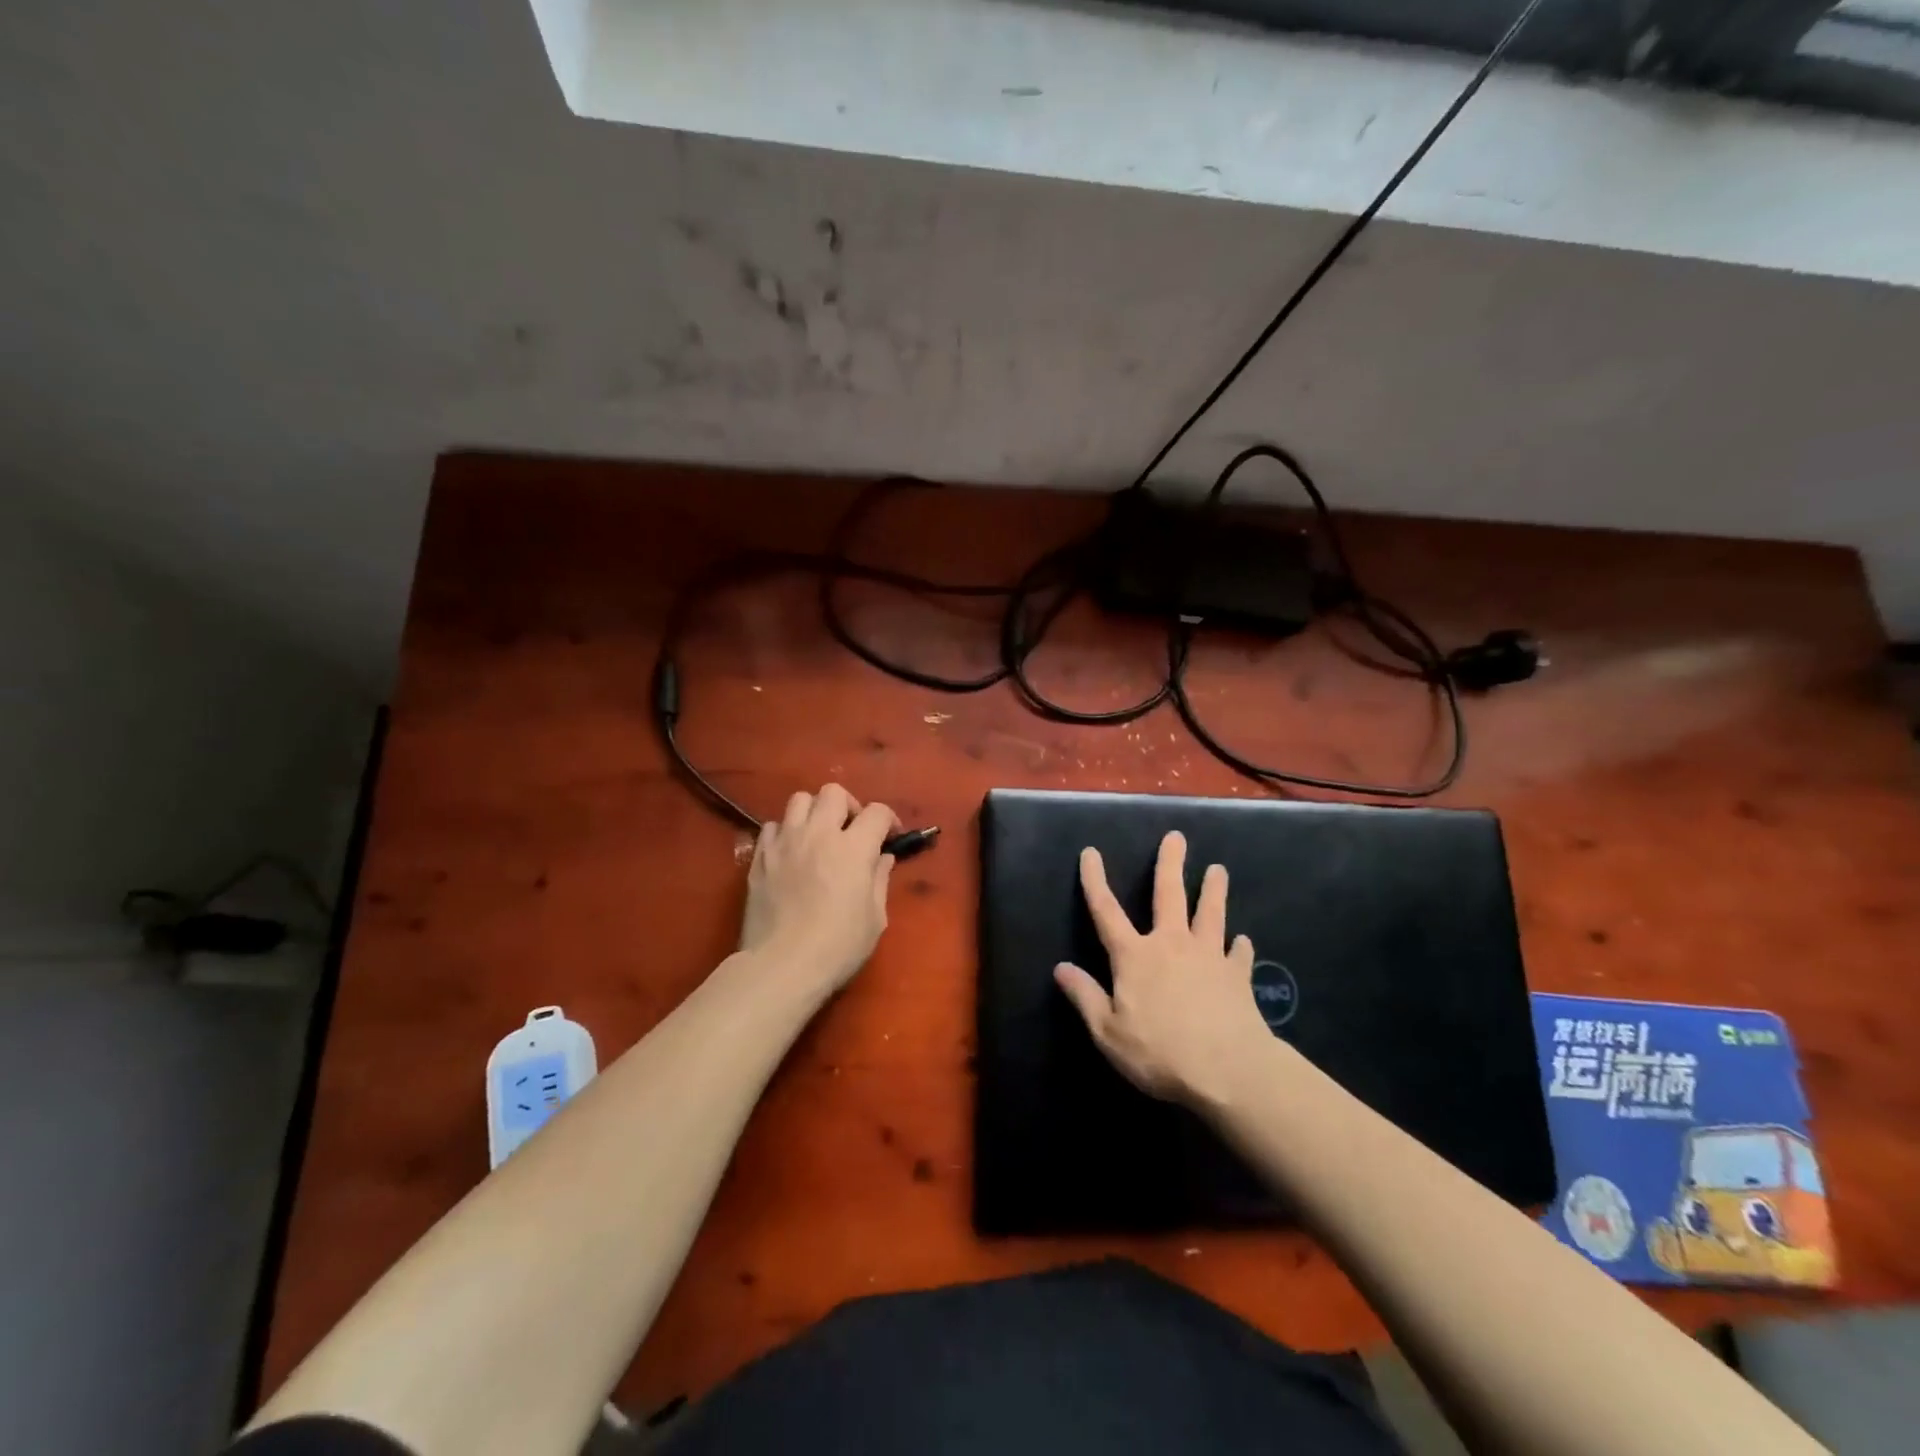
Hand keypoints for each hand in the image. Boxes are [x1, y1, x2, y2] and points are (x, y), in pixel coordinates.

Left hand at [739, 784, 897, 996]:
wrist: (781, 966)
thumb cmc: (837, 946)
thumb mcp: (875, 918)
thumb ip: (880, 880)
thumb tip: (882, 858)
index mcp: (853, 847)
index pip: (877, 811)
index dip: (889, 820)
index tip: (890, 837)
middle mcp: (818, 834)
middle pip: (833, 792)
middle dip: (848, 806)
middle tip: (851, 831)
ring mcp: (785, 842)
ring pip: (799, 800)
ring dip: (814, 812)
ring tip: (818, 835)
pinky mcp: (760, 857)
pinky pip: (772, 826)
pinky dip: (785, 832)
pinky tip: (791, 853)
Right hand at [1054, 830, 1274, 1110]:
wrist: (1229, 1070)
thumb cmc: (1160, 1052)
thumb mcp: (1108, 1032)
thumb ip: (1085, 996)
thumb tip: (1060, 968)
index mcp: (1135, 956)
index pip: (1107, 911)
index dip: (1095, 881)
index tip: (1090, 852)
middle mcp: (1171, 945)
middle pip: (1169, 895)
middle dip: (1169, 864)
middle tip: (1176, 837)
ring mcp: (1209, 957)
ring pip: (1210, 914)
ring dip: (1213, 890)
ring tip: (1218, 870)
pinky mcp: (1237, 976)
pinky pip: (1239, 954)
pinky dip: (1239, 946)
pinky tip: (1242, 942)